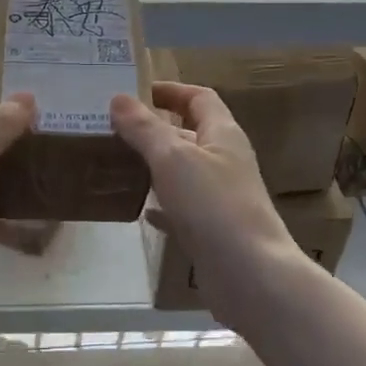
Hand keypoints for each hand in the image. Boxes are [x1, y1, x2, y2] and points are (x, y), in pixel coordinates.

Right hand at [111, 82, 298, 325]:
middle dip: (155, 128)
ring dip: (155, 165)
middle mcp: (225, 161)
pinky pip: (182, 208)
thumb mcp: (173, 159)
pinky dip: (162, 205)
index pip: (199, 98)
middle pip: (189, 134)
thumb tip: (118, 98)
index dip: (171, 90)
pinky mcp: (212, 230)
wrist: (250, 275)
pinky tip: (141, 209)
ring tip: (117, 162)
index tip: (137, 90)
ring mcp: (220, 198)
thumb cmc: (213, 205)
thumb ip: (144, 129)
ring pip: (183, 172)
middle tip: (115, 128)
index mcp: (223, 134)